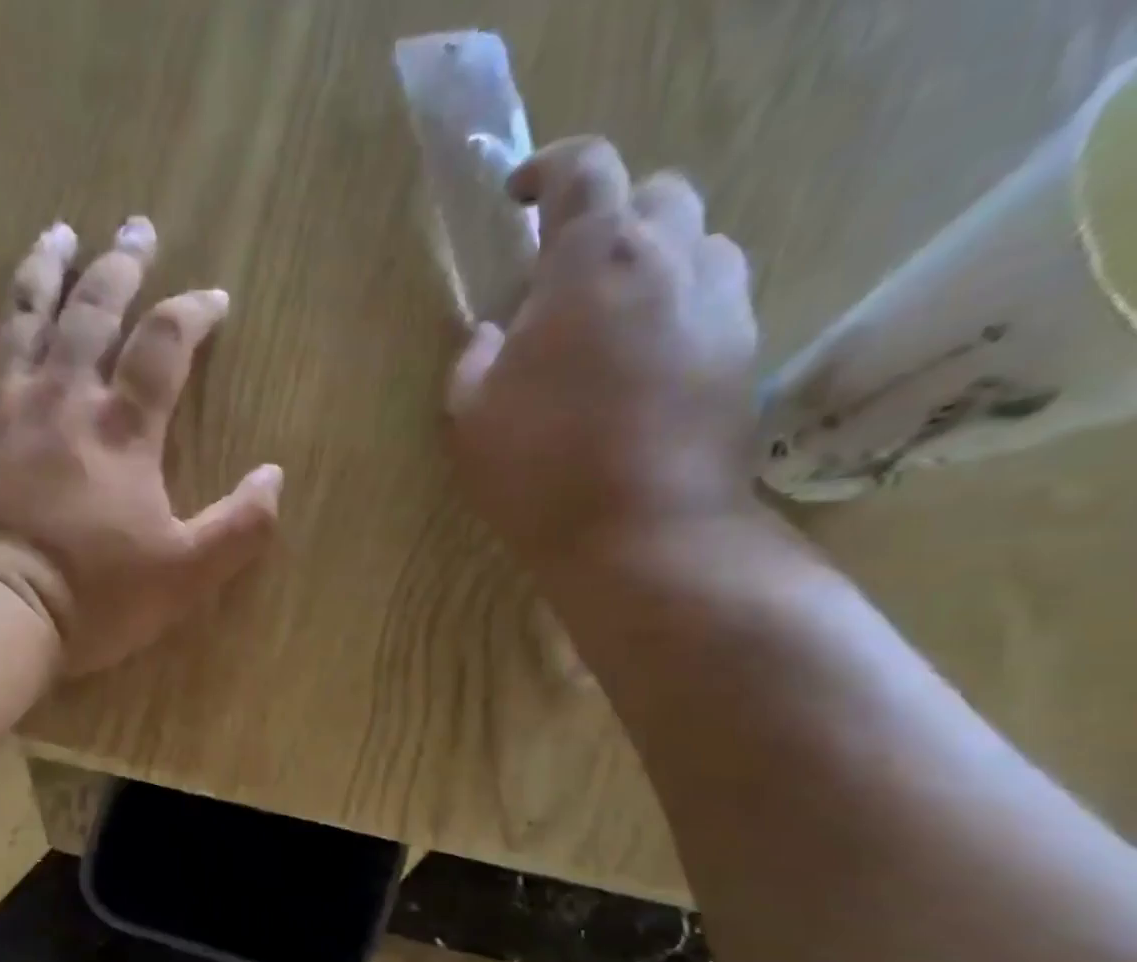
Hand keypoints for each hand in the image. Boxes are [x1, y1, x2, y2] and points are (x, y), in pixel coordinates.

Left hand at [0, 218, 282, 677]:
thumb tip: (275, 475)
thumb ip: (239, 526)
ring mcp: (1, 409)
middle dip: (120, 266)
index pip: (165, 346)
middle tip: (136, 228)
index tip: (213, 297)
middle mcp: (63, 399)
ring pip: (23, 319)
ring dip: (43, 271)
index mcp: (124, 430)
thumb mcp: (185, 574)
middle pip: (93, 312)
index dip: (193, 312)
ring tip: (58, 234)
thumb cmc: (92, 598)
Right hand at [448, 137, 760, 576]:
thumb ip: (475, 361)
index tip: (518, 196)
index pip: (583, 169)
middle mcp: (671, 260)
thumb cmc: (541, 472)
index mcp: (595, 261)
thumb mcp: (472, 419)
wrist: (644, 536)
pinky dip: (681, 308)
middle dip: (610, 218)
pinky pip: (716, 299)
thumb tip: (494, 335)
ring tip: (616, 319)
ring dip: (654, 262)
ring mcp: (721, 304)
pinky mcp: (746, 353)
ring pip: (698, 244)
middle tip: (569, 276)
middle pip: (655, 195)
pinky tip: (649, 362)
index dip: (548, 170)